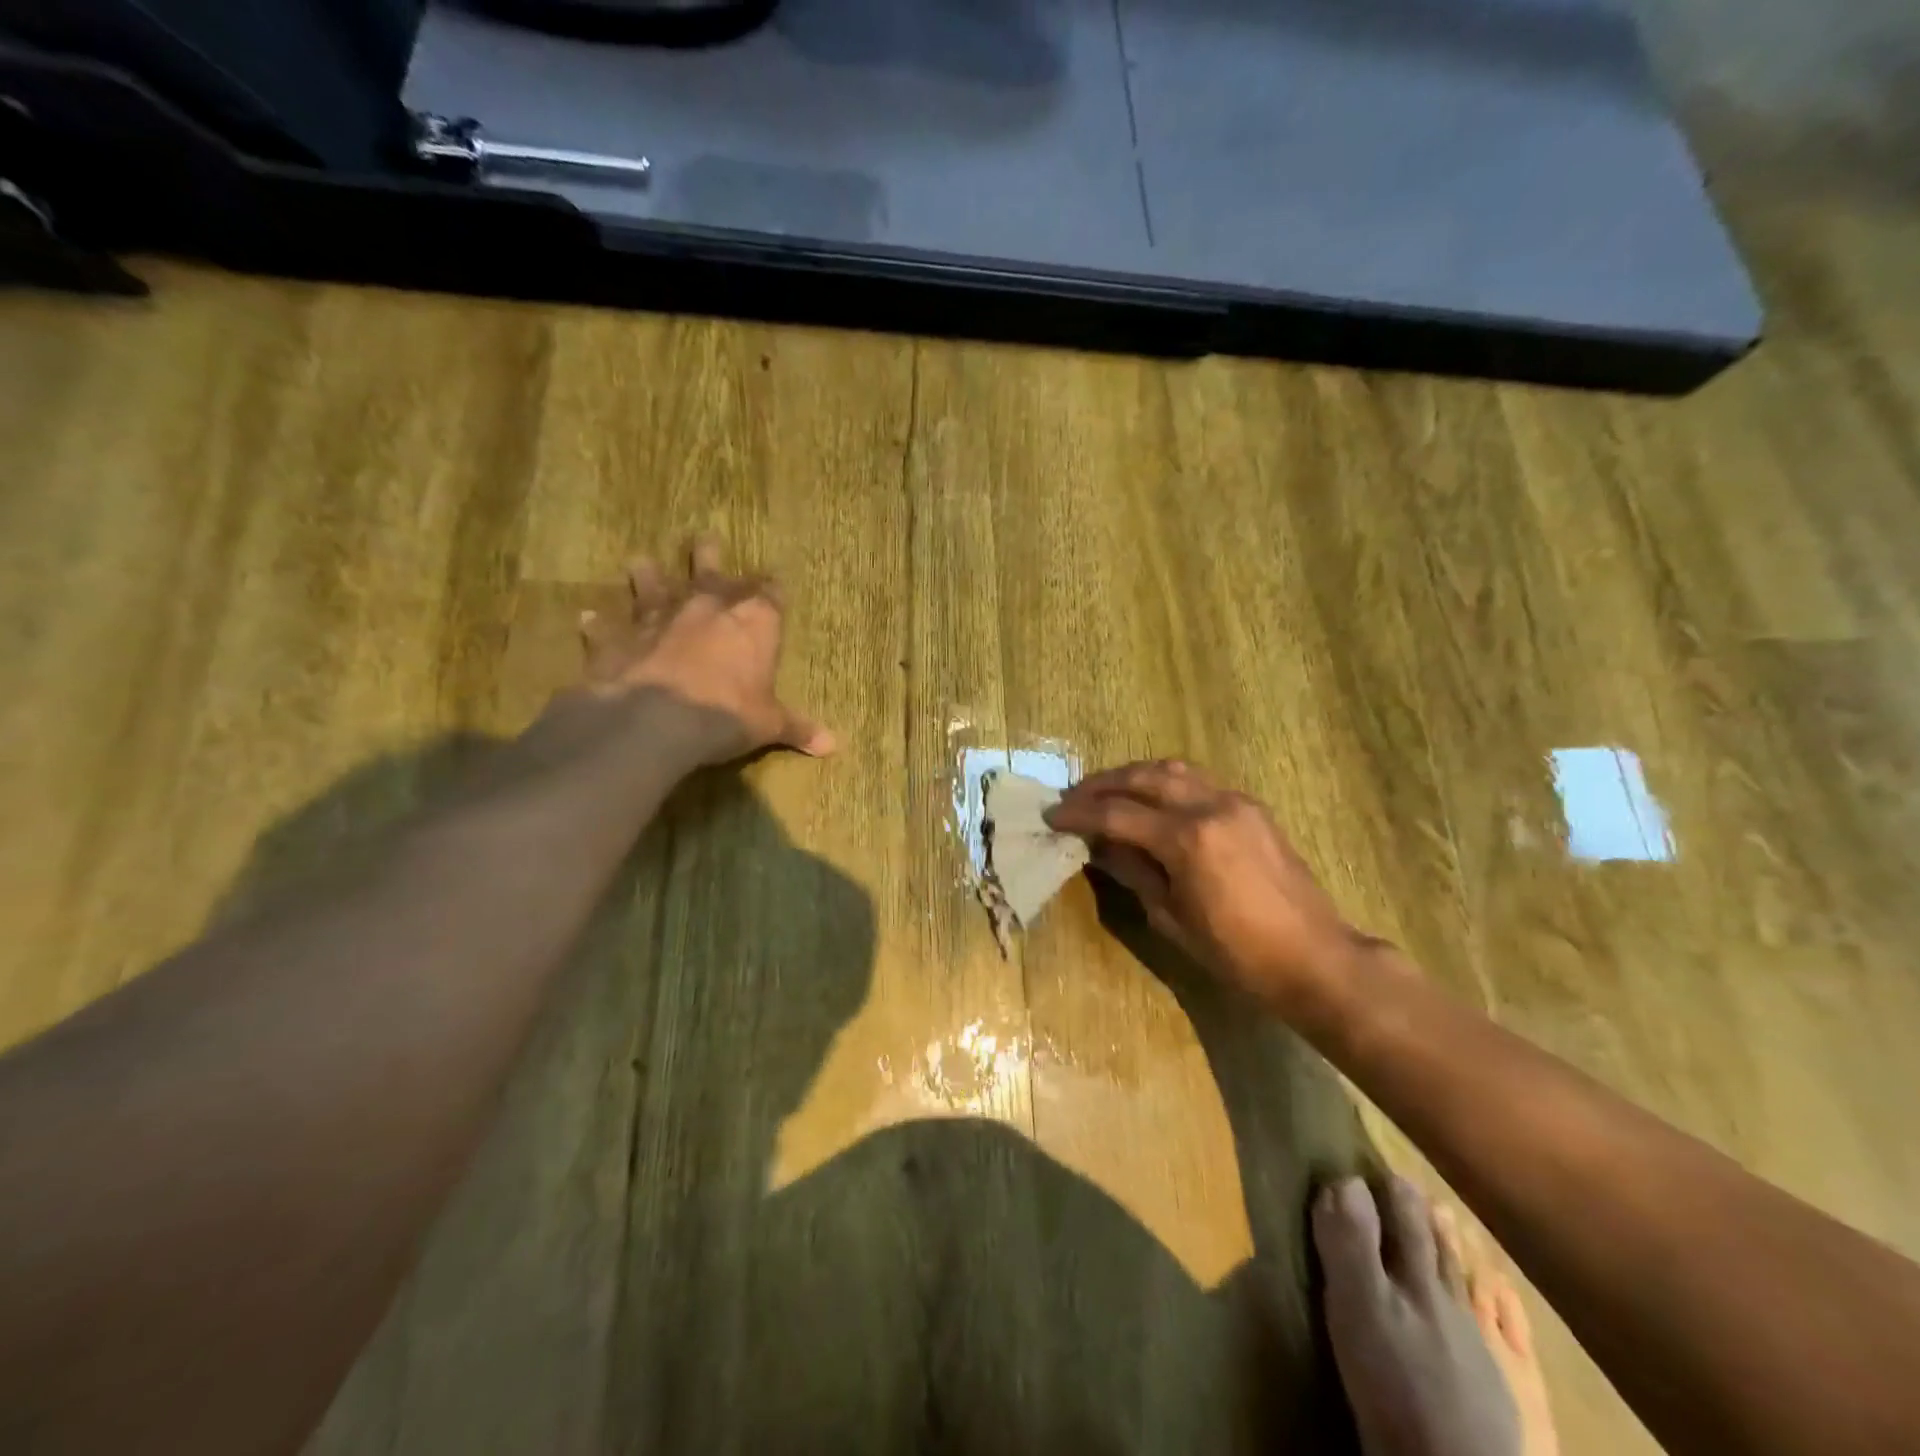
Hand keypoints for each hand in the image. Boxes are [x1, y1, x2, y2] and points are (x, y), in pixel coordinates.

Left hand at [577, 536, 834, 765]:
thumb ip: (797, 728)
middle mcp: (706, 606)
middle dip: (708, 554)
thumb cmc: (727, 714)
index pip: (769, 593)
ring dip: (647, 574)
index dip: (772, 589)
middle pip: (710, 569)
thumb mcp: (769, 725)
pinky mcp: (619, 638)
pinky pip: (606, 626)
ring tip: (640, 561)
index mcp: (752, 620)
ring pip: (652, 584)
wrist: (658, 720)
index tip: (773, 584)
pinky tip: (588, 617)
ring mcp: (658, 617)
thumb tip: (833, 745)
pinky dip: (598, 623)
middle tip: (704, 538)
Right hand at [1044, 760, 1368, 1011]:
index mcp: (1187, 839)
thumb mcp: (1172, 918)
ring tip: (1107, 791)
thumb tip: (1098, 845)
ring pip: (1174, 769)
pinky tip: (1152, 801)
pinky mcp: (1252, 807)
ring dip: (1134, 775)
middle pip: (1144, 777)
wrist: (1314, 957)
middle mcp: (1211, 806)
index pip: (1117, 814)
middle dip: (1102, 784)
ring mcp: (1236, 801)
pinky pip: (1198, 782)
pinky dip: (1166, 783)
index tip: (1051, 816)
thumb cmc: (1237, 953)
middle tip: (1073, 797)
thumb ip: (1133, 870)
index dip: (1079, 814)